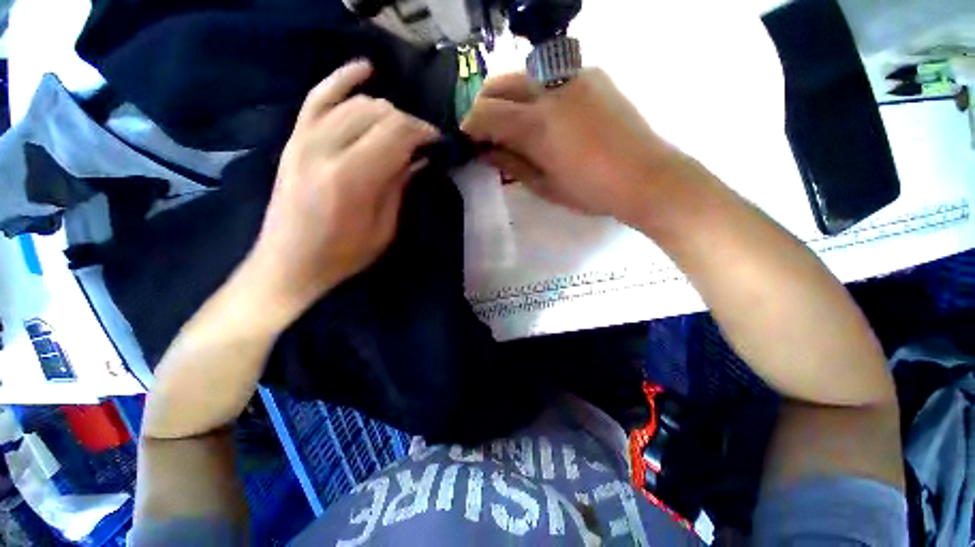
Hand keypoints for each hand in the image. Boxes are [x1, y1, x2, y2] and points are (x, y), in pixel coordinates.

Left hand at [246, 60, 439, 320]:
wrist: (288, 263)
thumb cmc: (343, 255)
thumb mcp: (384, 229)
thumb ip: (399, 187)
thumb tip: (419, 159)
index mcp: (353, 177)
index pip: (396, 133)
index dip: (423, 131)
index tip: (438, 142)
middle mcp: (326, 148)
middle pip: (378, 113)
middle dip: (408, 122)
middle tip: (423, 142)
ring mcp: (305, 139)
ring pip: (355, 103)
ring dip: (386, 109)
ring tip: (401, 128)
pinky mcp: (295, 139)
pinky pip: (318, 97)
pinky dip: (342, 79)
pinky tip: (364, 69)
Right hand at [462, 70, 692, 225]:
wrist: (645, 176)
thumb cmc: (590, 191)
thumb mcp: (543, 185)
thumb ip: (510, 163)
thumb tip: (485, 151)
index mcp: (537, 124)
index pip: (485, 112)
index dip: (469, 126)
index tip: (467, 141)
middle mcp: (550, 89)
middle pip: (498, 84)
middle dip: (483, 106)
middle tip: (485, 131)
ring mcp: (573, 76)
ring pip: (521, 75)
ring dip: (506, 97)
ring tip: (511, 123)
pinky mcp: (591, 74)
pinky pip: (548, 76)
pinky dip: (533, 92)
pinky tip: (542, 115)